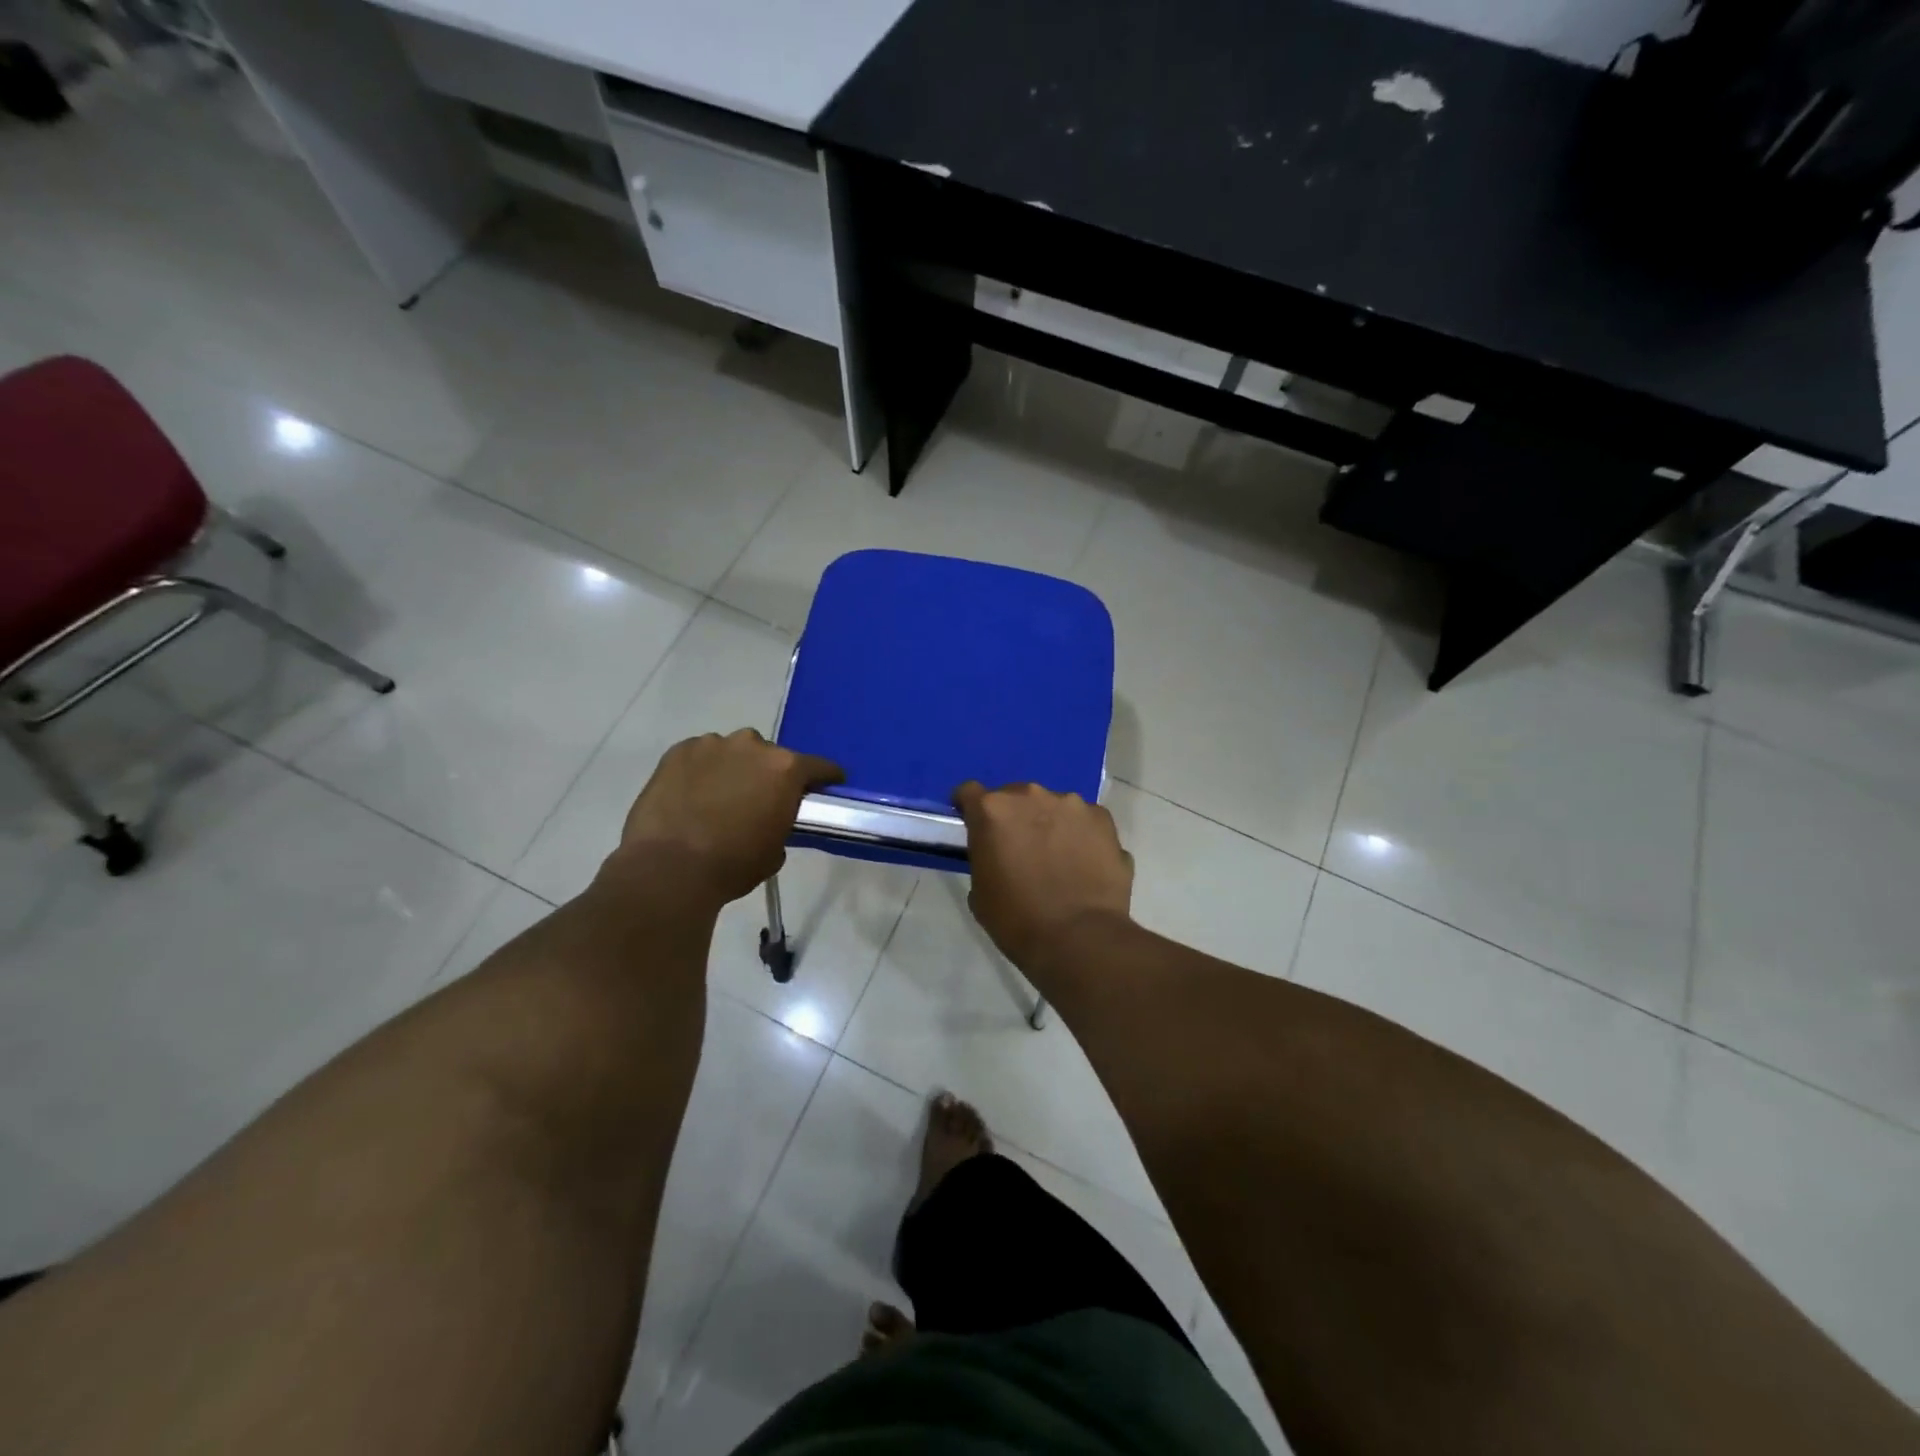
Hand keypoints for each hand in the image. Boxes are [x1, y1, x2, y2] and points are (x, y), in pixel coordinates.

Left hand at [615, 729, 842, 906]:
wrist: (669, 869)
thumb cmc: (732, 864)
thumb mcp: (775, 850)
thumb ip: (782, 823)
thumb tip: (771, 818)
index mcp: (785, 769)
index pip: (819, 766)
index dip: (825, 778)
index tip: (826, 787)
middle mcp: (752, 746)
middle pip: (771, 755)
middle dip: (769, 774)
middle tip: (760, 799)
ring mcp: (712, 744)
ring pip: (733, 752)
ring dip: (734, 768)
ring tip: (720, 796)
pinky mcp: (678, 751)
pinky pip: (701, 755)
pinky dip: (702, 770)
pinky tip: (692, 793)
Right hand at [954, 781, 1133, 970]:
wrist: (1079, 938)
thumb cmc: (1017, 920)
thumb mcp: (980, 891)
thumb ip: (985, 858)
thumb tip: (997, 855)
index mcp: (993, 811)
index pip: (969, 793)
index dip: (970, 809)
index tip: (975, 826)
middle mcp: (1031, 796)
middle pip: (1016, 796)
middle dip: (1015, 817)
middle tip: (1020, 848)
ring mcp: (1072, 805)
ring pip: (1054, 806)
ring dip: (1050, 823)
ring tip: (1058, 858)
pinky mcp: (1104, 820)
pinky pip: (1085, 821)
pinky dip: (1081, 835)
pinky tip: (1085, 864)